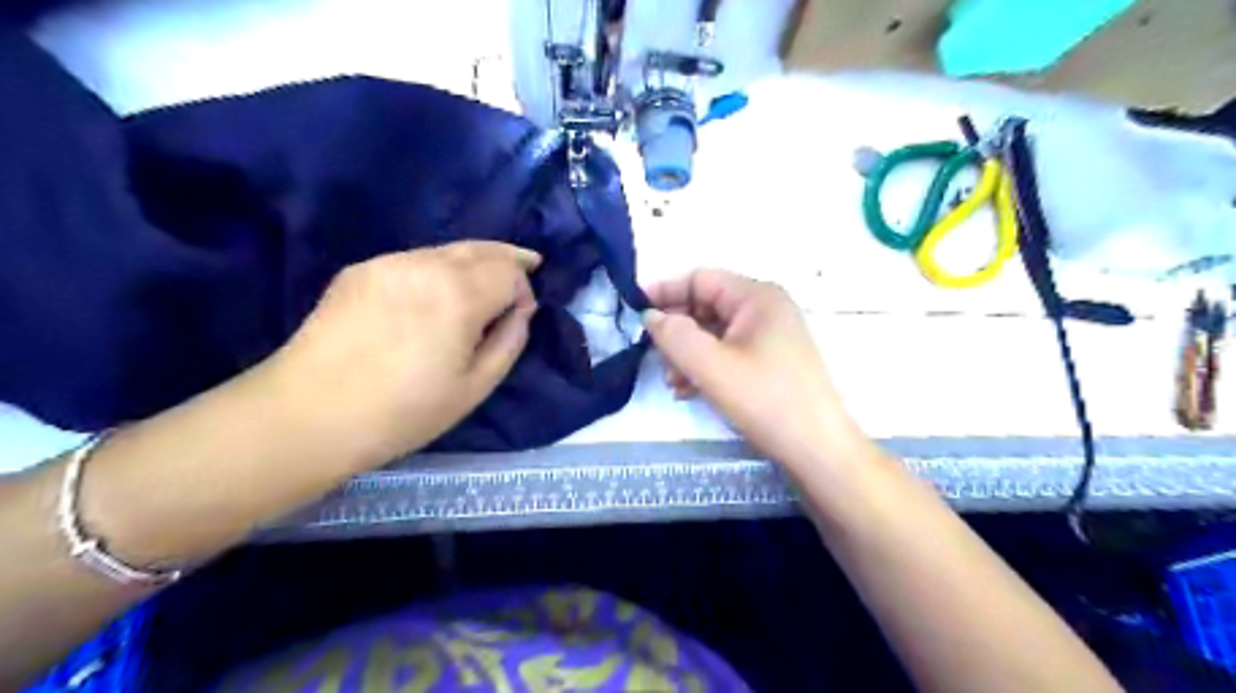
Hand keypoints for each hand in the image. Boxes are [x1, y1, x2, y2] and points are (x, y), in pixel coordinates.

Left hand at [270, 238, 541, 466]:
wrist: (310, 414)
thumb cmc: (405, 411)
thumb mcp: (476, 387)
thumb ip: (510, 340)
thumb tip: (521, 310)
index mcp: (459, 294)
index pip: (509, 271)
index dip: (524, 289)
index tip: (521, 314)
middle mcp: (426, 264)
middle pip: (481, 247)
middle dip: (508, 257)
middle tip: (527, 265)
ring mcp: (388, 262)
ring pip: (447, 249)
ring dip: (473, 262)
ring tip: (482, 281)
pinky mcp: (360, 269)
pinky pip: (415, 260)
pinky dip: (437, 269)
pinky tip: (434, 293)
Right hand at [643, 267, 856, 467]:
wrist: (818, 450)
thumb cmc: (766, 400)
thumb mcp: (713, 367)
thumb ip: (675, 336)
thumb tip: (650, 316)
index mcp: (757, 297)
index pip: (700, 278)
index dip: (665, 291)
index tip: (634, 312)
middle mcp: (765, 309)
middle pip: (706, 306)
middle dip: (677, 330)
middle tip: (654, 356)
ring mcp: (769, 336)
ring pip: (714, 333)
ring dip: (688, 353)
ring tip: (673, 382)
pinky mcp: (769, 362)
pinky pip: (727, 353)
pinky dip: (705, 367)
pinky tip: (689, 391)